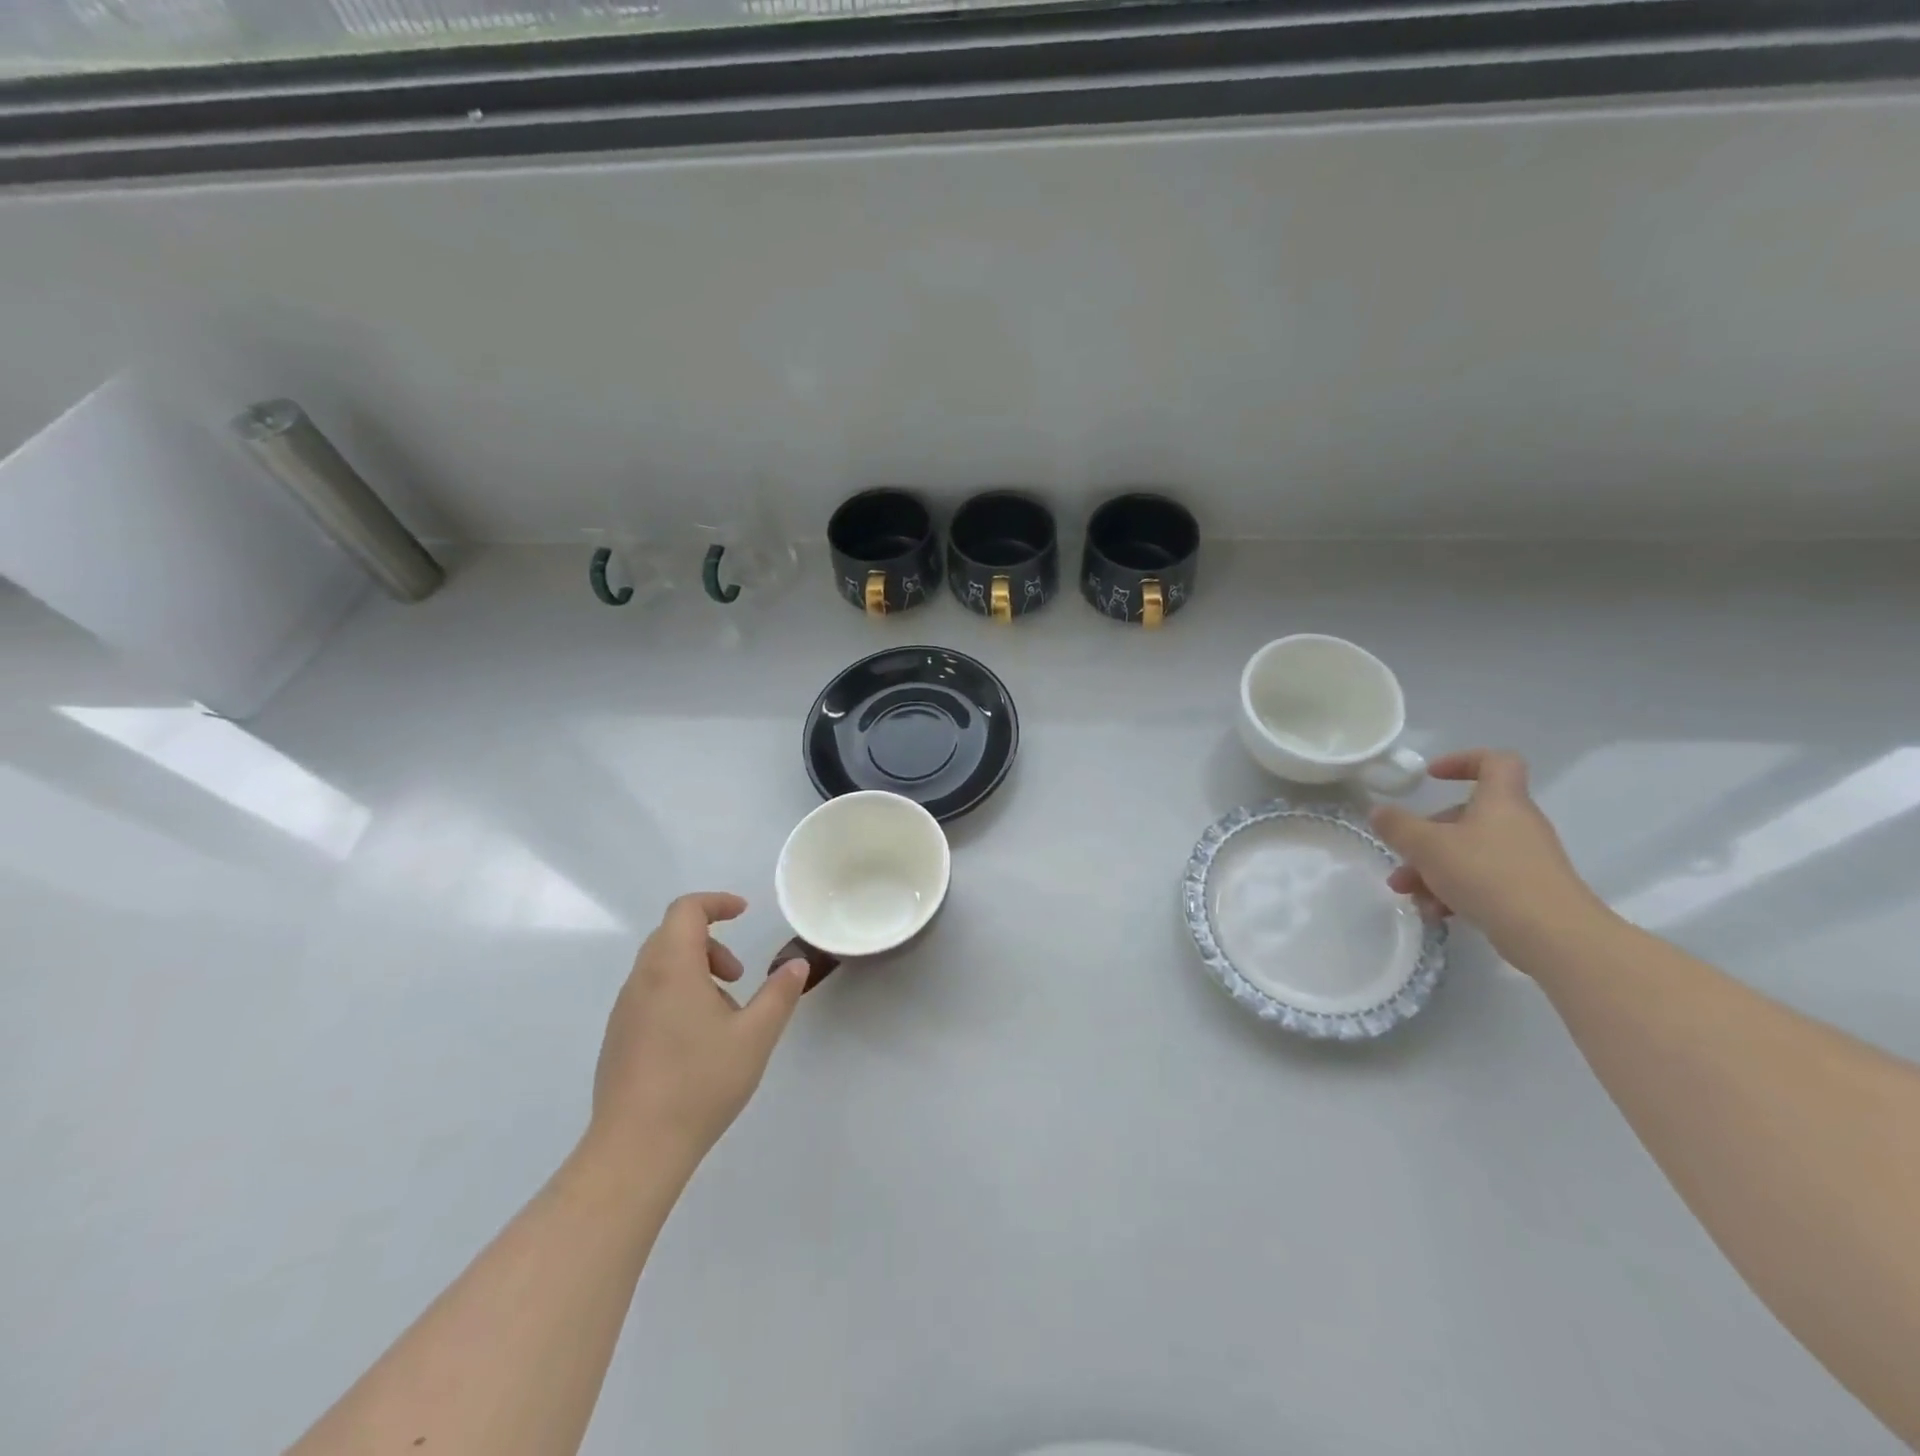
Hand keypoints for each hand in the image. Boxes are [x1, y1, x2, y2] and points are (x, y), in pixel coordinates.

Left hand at [587, 892, 808, 1170]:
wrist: (635, 1149)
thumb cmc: (700, 1083)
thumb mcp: (756, 1036)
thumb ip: (779, 994)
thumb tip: (796, 965)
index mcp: (671, 968)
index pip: (686, 910)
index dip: (716, 902)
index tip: (744, 913)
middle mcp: (641, 980)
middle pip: (672, 935)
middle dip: (711, 942)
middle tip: (739, 975)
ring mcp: (624, 1011)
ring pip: (660, 966)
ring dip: (695, 970)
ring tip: (725, 1014)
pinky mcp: (617, 1038)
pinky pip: (649, 994)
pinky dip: (678, 994)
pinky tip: (698, 1041)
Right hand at [1370, 749, 1606, 961]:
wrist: (1553, 935)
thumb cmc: (1488, 874)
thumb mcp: (1427, 846)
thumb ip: (1398, 826)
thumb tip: (1379, 811)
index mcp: (1501, 801)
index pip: (1495, 761)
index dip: (1462, 760)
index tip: (1430, 776)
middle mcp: (1516, 824)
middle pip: (1466, 816)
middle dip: (1426, 838)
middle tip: (1402, 858)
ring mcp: (1525, 859)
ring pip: (1468, 853)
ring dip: (1432, 870)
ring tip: (1409, 895)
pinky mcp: (1527, 891)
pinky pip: (1482, 881)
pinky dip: (1455, 892)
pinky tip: (1436, 913)